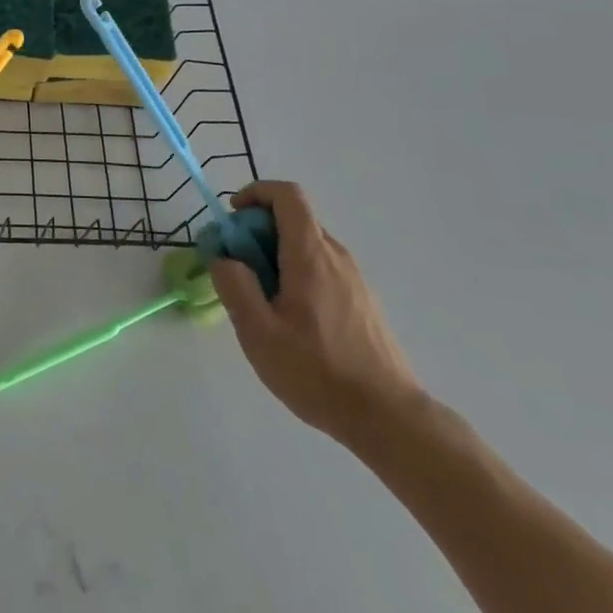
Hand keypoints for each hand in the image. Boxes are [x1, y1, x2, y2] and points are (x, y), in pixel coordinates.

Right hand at [209, 181, 421, 445]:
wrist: (390, 419)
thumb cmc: (318, 372)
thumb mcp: (258, 332)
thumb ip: (234, 285)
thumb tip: (223, 257)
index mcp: (311, 255)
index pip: (287, 195)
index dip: (256, 193)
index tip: (233, 220)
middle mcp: (336, 256)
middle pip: (292, 220)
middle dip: (256, 233)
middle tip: (238, 271)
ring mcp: (354, 279)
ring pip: (305, 247)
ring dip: (275, 257)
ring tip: (261, 303)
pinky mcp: (362, 301)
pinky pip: (321, 269)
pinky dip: (295, 275)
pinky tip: (291, 322)